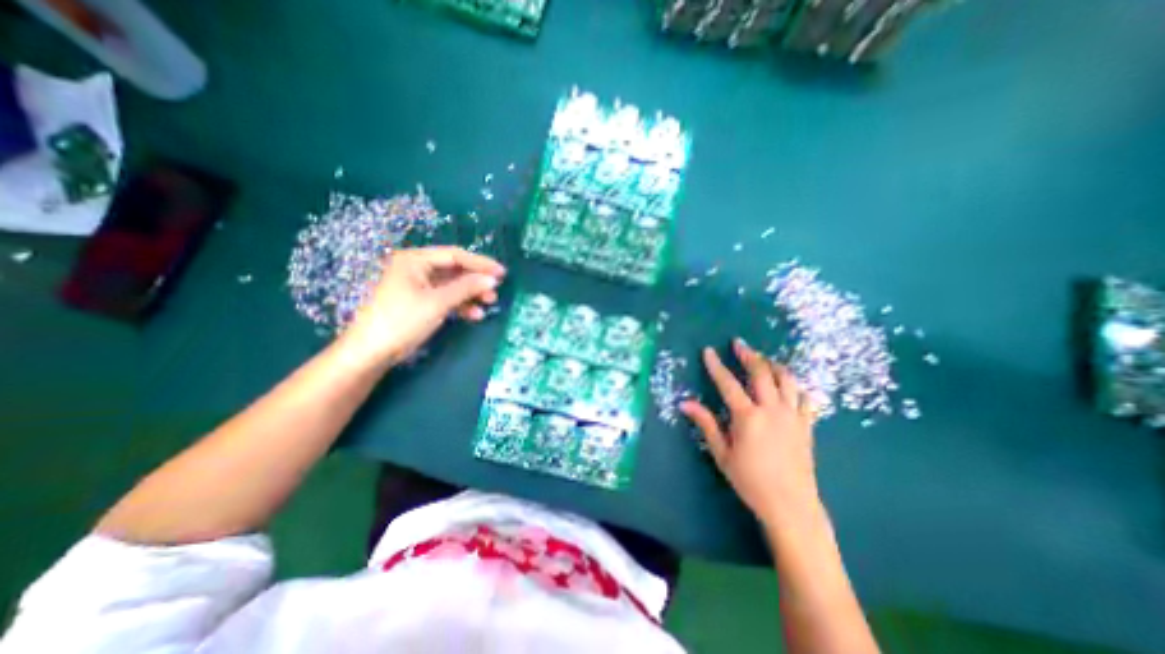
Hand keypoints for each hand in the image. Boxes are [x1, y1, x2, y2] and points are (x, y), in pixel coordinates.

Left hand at [338, 245, 499, 364]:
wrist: (372, 351)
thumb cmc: (402, 320)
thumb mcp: (437, 302)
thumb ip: (466, 288)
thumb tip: (492, 279)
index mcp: (415, 260)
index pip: (454, 256)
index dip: (480, 263)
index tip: (501, 273)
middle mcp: (417, 269)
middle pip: (454, 270)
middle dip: (476, 280)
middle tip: (496, 290)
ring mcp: (418, 286)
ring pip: (452, 285)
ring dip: (471, 294)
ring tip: (489, 303)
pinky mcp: (421, 302)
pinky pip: (446, 298)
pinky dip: (460, 305)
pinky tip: (474, 315)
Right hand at [684, 341, 816, 527]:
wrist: (791, 506)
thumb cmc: (750, 481)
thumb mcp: (722, 453)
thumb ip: (706, 424)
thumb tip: (684, 403)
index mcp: (748, 416)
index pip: (728, 383)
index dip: (716, 365)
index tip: (708, 351)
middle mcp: (772, 409)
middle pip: (761, 372)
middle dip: (748, 355)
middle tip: (738, 344)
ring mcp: (792, 415)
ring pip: (787, 379)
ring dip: (773, 365)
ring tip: (763, 359)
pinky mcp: (807, 425)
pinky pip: (804, 397)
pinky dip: (795, 386)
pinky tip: (788, 385)